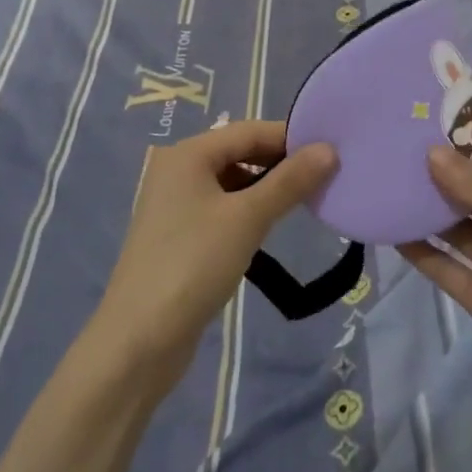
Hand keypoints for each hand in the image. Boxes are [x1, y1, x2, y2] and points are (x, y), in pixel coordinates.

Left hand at [95, 121, 336, 385]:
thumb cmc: (193, 264)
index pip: (250, 131)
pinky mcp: (178, 235)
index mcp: (188, 154)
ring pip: (232, 183)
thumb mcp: (248, 218)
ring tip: (304, 203)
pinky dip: (248, 212)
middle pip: (240, 153)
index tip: (332, 153)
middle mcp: (178, 170)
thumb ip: (290, 182)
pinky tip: (268, 229)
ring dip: (266, 189)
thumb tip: (330, 150)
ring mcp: (175, 204)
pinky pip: (222, 209)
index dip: (291, 139)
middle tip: (325, 179)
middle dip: (280, 164)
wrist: (139, 340)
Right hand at [400, 146, 471, 419]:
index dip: (460, 146)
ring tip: (383, 183)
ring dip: (424, 208)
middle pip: (470, 192)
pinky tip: (389, 229)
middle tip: (389, 150)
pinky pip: (443, 265)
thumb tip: (432, 153)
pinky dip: (418, 249)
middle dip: (437, 173)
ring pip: (453, 227)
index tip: (418, 126)